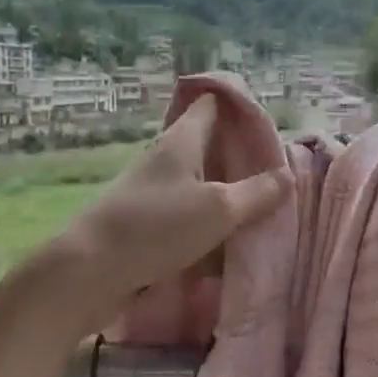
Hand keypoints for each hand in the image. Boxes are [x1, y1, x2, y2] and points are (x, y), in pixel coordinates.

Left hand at [37, 94, 290, 333]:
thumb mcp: (218, 209)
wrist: (90, 272)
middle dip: (240, 156)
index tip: (270, 121)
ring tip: (264, 206)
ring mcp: (153, 193)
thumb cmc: (156, 228)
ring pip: (199, 184)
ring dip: (227, 193)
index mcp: (181, 141)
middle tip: (278, 171)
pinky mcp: (147, 224)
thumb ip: (256, 193)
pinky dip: (209, 224)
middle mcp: (165, 160)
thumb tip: (287, 175)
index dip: (239, 105)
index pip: (211, 105)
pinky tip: (230, 242)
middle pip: (208, 146)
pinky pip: (187, 216)